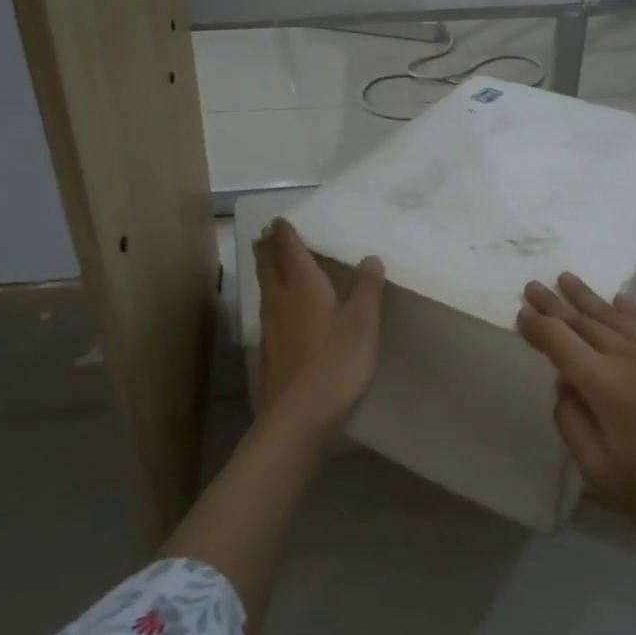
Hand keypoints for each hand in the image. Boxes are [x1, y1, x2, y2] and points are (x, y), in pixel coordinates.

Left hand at [254, 218, 385, 439]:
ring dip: (266, 268)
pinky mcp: (269, 348)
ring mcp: (270, 325)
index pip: (289, 250)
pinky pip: (267, 308)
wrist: (298, 414)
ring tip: (270, 260)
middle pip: (268, 265)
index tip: (281, 220)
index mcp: (303, 286)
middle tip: (268, 234)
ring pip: (265, 287)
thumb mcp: (363, 323)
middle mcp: (280, 299)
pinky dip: (271, 295)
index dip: (285, 233)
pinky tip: (279, 306)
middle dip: (268, 247)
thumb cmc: (336, 362)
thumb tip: (370, 257)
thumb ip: (368, 289)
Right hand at [516, 273, 635, 546]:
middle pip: (585, 322)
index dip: (537, 327)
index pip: (560, 343)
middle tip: (533, 286)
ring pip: (617, 317)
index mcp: (607, 385)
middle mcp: (634, 357)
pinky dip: (629, 312)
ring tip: (566, 279)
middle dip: (555, 304)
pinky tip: (619, 300)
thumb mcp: (600, 472)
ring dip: (588, 298)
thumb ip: (572, 422)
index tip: (520, 313)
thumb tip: (565, 383)